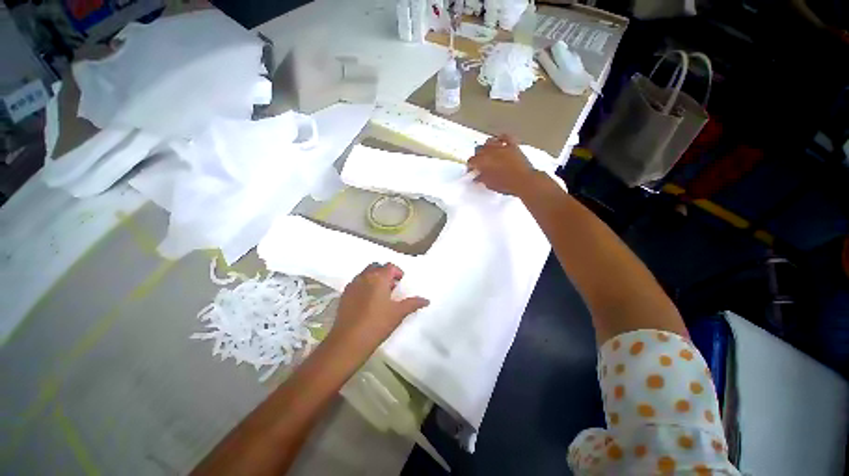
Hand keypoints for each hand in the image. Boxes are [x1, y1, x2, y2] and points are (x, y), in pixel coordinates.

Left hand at [326, 263, 428, 360]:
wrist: (348, 341)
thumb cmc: (377, 324)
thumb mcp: (398, 313)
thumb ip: (413, 303)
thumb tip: (426, 300)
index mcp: (378, 278)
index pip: (390, 266)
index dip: (398, 272)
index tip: (401, 283)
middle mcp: (364, 277)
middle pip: (376, 267)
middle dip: (385, 273)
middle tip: (391, 287)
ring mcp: (352, 285)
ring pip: (365, 274)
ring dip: (374, 279)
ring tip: (380, 295)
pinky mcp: (344, 294)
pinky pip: (357, 283)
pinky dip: (364, 286)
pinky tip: (368, 302)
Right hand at [467, 134, 537, 196]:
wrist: (524, 181)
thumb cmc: (506, 184)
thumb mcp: (490, 184)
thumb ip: (481, 178)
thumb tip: (477, 177)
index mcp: (483, 161)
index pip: (471, 161)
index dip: (470, 166)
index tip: (472, 171)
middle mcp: (490, 151)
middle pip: (478, 149)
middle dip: (477, 156)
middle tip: (479, 163)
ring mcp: (502, 147)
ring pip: (489, 141)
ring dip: (487, 147)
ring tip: (488, 153)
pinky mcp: (512, 145)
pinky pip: (505, 137)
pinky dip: (501, 138)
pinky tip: (499, 142)